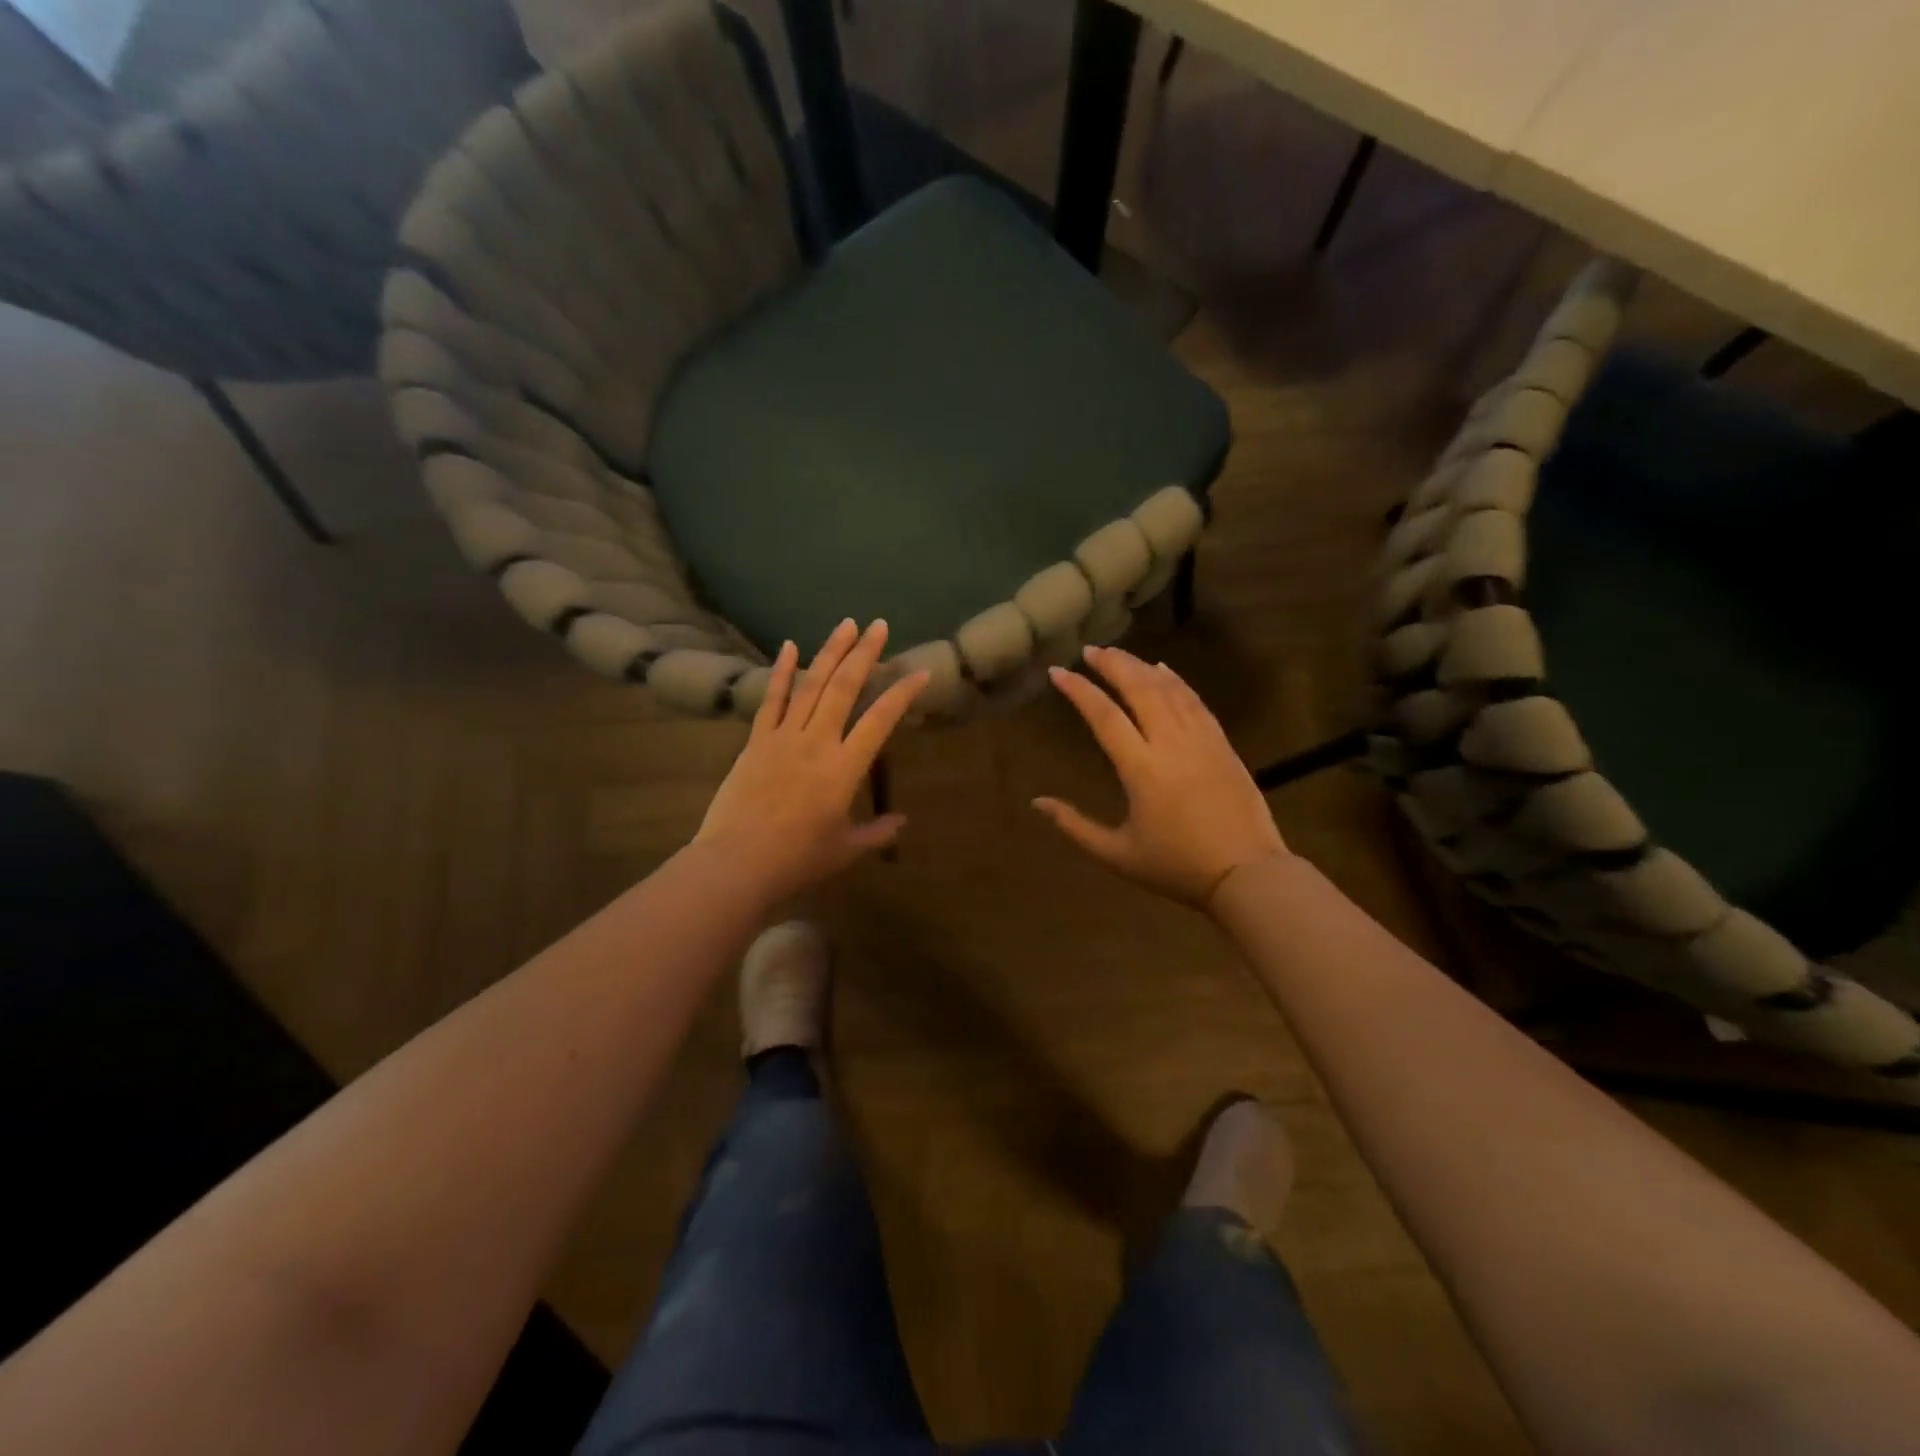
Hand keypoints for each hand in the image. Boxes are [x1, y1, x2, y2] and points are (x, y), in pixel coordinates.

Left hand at [696, 619, 927, 901]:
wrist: (737, 862)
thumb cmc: (797, 859)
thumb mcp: (845, 849)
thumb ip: (877, 832)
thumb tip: (902, 821)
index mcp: (844, 768)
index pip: (880, 720)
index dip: (902, 694)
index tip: (920, 671)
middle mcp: (817, 742)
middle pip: (844, 688)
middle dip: (864, 654)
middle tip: (879, 626)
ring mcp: (783, 737)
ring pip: (811, 685)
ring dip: (830, 652)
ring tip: (846, 625)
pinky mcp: (756, 741)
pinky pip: (771, 699)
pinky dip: (781, 672)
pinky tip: (789, 646)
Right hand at [1035, 646, 1287, 907]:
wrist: (1246, 873)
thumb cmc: (1177, 867)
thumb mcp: (1117, 854)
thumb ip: (1074, 826)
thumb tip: (1037, 803)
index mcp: (1141, 769)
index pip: (1104, 716)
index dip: (1079, 691)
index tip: (1058, 672)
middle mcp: (1170, 744)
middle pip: (1139, 689)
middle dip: (1112, 665)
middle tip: (1089, 650)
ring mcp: (1201, 739)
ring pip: (1168, 689)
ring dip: (1140, 667)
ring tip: (1118, 654)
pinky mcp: (1222, 743)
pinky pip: (1195, 701)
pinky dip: (1177, 681)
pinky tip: (1163, 671)